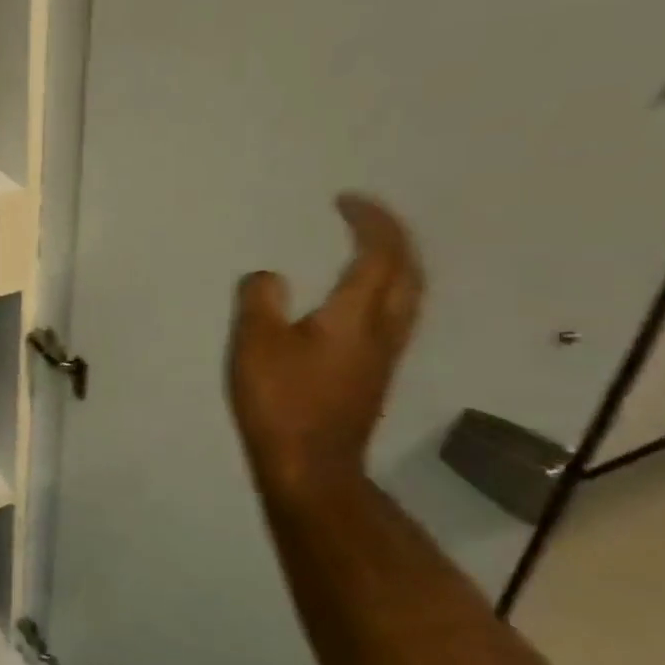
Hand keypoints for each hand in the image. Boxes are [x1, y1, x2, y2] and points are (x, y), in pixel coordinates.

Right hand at [227, 194, 422, 501]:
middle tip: (363, 218)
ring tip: (365, 249)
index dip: (370, 222)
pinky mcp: (373, 374)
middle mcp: (383, 329)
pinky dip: (382, 288)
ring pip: (406, 295)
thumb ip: (260, 301)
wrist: (311, 465)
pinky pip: (392, 314)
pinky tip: (357, 297)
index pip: (380, 255)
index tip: (346, 199)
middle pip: (408, 272)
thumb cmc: (282, 401)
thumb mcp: (256, 344)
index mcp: (357, 315)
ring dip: (393, 263)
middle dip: (392, 237)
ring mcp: (384, 354)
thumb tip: (269, 277)